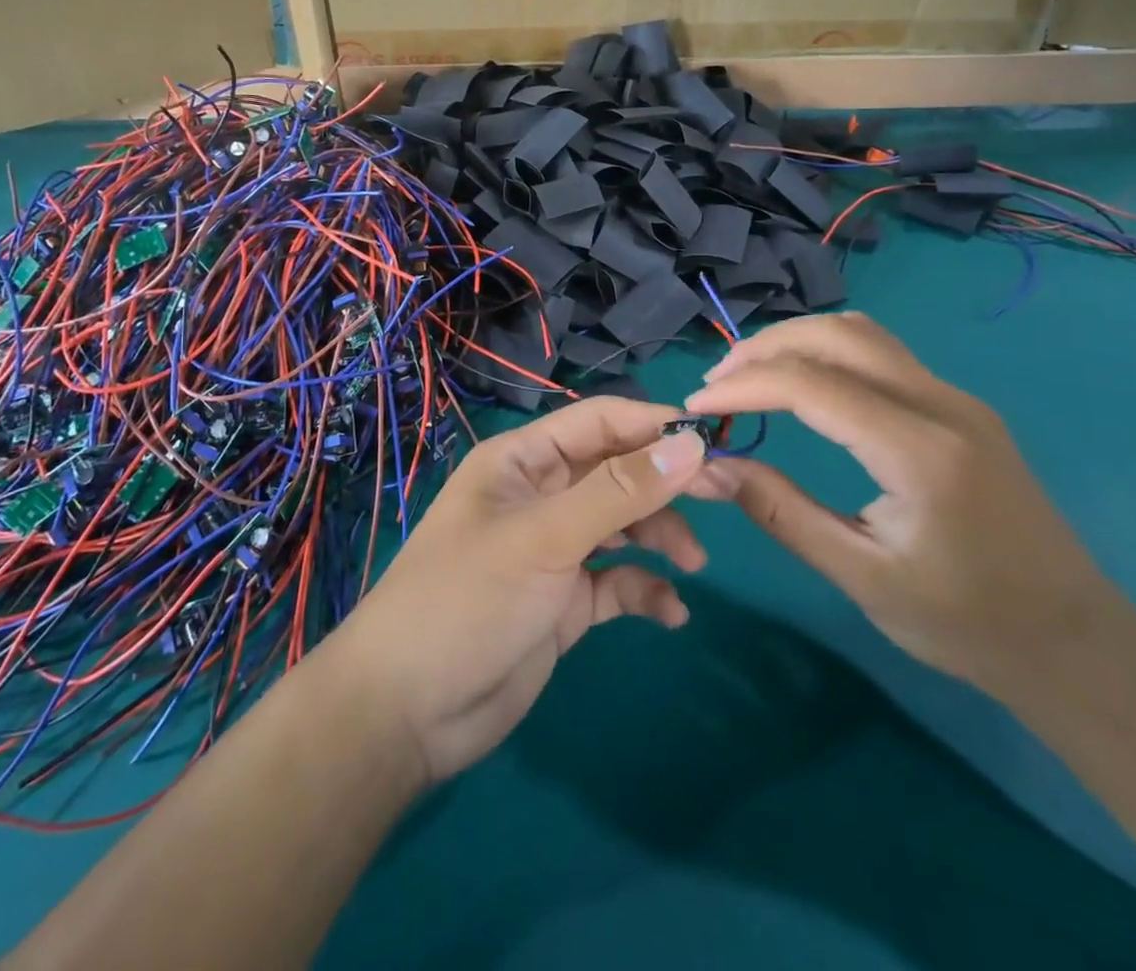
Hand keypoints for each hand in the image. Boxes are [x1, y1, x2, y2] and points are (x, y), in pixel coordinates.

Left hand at [323, 398, 710, 783]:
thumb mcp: (544, 538)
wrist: (408, 711)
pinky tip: (670, 612)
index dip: (653, 426)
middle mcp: (540, 496)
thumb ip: (618, 493)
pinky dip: (644, 589)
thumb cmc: (467, 600)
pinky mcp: (564, 601)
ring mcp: (553, 550)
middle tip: (727, 495)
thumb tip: (690, 446)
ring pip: (622, 525)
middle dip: (666, 482)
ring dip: (660, 536)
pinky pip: (616, 581)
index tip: (712, 441)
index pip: (598, 423)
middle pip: (616, 472)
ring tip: (693, 563)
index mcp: (522, 461)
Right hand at [684, 314, 1118, 695]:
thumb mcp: (861, 577)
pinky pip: (881, 353)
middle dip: (763, 348)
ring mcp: (956, 398)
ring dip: (796, 342)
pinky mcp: (959, 406)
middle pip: (835, 336)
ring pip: (860, 334)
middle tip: (716, 384)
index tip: (696, 408)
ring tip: (749, 377)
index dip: (742, 387)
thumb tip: (712, 467)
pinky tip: (801, 385)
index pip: (810, 385)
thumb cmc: (966, 622)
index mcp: (919, 450)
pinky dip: (826, 353)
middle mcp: (941, 404)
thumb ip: (781, 512)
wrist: (1075, 641)